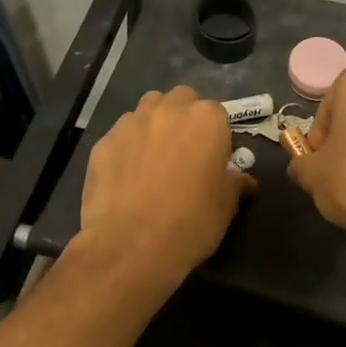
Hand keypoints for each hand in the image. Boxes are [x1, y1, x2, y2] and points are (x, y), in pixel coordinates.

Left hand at [76, 85, 252, 291]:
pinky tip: (126, 176)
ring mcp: (131, 123)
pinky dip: (127, 147)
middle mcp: (168, 111)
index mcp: (206, 120)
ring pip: (147, 111)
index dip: (215, 136)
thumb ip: (234, 183)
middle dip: (183, 118)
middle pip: (180, 100)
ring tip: (153, 160)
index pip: (216, 113)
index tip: (212, 160)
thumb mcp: (225, 207)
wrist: (130, 245)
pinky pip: (120, 136)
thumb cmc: (190, 223)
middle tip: (184, 153)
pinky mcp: (102, 141)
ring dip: (154, 126)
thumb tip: (243, 179)